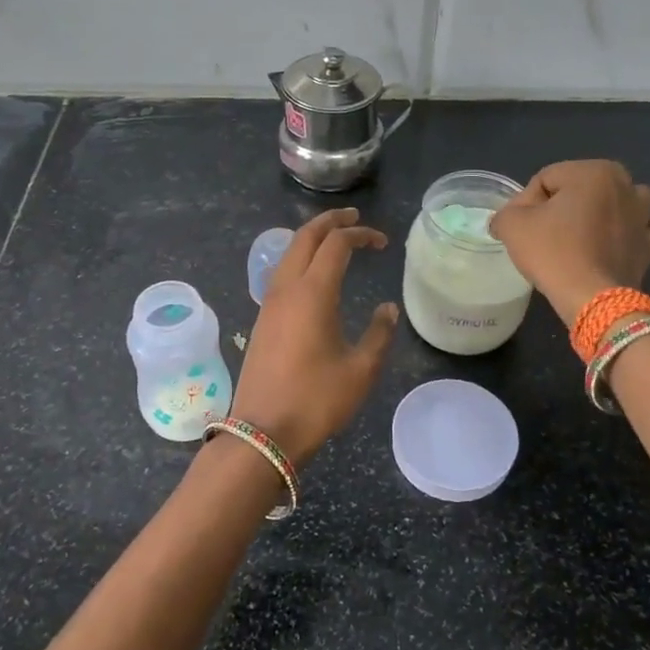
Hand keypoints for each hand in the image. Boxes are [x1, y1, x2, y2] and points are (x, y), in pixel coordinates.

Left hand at [229, 208, 398, 465]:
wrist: (263, 432)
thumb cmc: (316, 400)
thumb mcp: (360, 370)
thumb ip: (379, 333)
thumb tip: (387, 309)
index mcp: (313, 292)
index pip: (336, 244)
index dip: (360, 234)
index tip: (382, 243)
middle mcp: (287, 288)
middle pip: (305, 237)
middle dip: (330, 221)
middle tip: (353, 217)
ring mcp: (269, 303)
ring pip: (288, 253)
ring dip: (311, 238)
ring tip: (334, 238)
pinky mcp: (261, 319)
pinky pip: (281, 273)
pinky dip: (299, 259)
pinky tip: (312, 274)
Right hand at [489, 159, 649, 323]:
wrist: (593, 299)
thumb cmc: (553, 253)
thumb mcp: (512, 225)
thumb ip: (505, 213)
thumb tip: (506, 220)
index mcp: (594, 171)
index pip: (545, 180)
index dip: (526, 202)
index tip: (519, 228)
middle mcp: (626, 185)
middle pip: (579, 190)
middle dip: (560, 208)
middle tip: (542, 235)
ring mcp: (644, 216)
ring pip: (613, 206)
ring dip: (597, 216)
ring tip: (577, 239)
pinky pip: (638, 232)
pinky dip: (625, 237)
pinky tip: (608, 249)